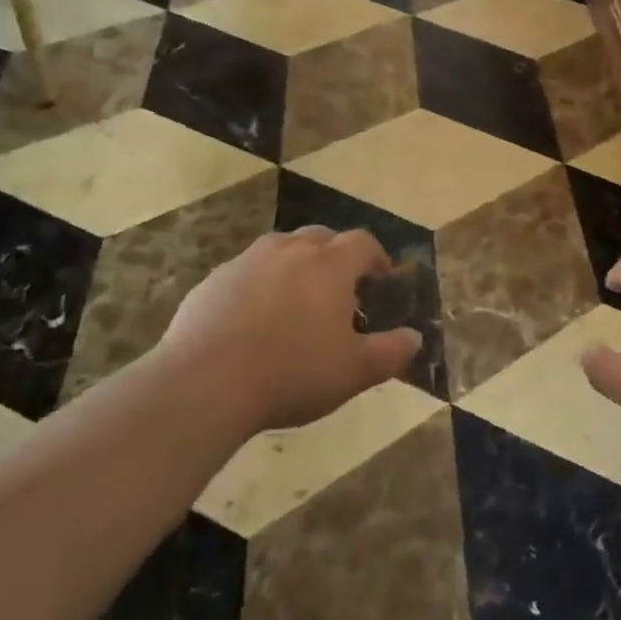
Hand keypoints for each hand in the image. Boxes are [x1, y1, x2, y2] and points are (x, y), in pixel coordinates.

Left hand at [156, 229, 421, 434]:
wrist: (205, 382)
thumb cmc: (291, 373)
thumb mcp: (353, 372)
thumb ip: (390, 352)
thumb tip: (415, 339)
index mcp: (329, 265)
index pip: (363, 242)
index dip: (376, 257)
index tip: (381, 278)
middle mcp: (290, 249)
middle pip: (322, 237)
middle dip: (336, 256)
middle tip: (340, 289)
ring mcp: (248, 260)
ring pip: (282, 248)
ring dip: (297, 264)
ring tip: (297, 300)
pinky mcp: (214, 279)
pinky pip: (247, 271)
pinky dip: (260, 283)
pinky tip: (253, 318)